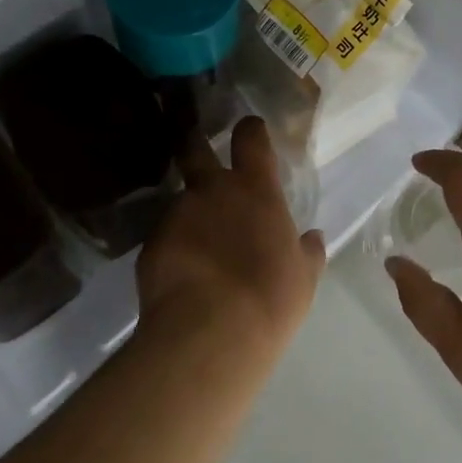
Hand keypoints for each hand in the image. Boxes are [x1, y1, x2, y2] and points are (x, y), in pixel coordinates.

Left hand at [137, 117, 325, 347]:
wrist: (209, 333)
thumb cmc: (270, 298)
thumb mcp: (304, 276)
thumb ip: (308, 251)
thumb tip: (312, 238)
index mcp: (256, 190)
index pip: (251, 138)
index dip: (250, 129)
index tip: (250, 130)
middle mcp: (212, 190)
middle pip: (194, 148)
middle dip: (193, 142)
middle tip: (195, 148)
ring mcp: (176, 215)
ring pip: (180, 202)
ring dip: (189, 214)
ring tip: (196, 245)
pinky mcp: (149, 245)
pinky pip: (164, 239)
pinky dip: (173, 250)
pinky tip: (181, 275)